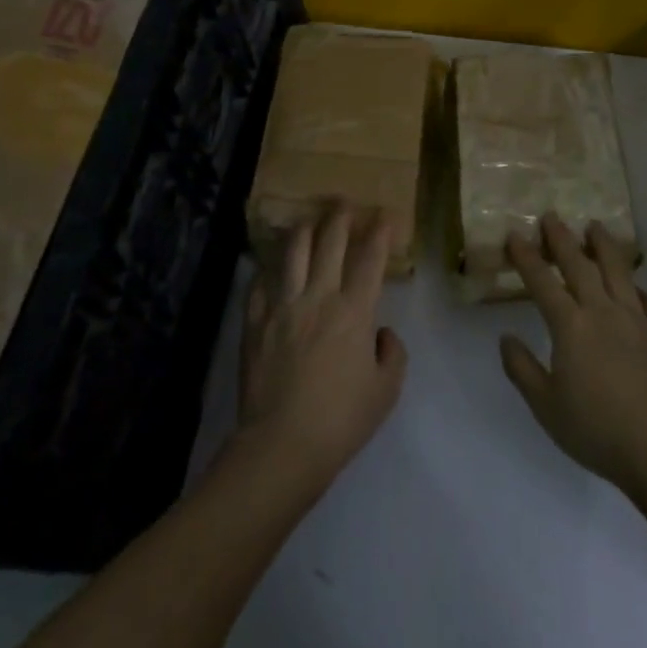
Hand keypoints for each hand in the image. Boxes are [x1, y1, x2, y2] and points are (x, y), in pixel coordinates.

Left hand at [235, 205, 407, 491]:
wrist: (282, 445)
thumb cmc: (341, 421)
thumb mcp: (386, 391)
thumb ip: (392, 353)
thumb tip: (380, 332)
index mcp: (354, 311)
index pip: (371, 258)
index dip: (380, 231)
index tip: (385, 214)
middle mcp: (318, 297)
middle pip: (329, 241)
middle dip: (340, 215)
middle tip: (345, 201)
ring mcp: (282, 306)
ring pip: (292, 251)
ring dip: (305, 228)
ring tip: (310, 219)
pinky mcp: (254, 321)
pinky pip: (260, 282)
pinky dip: (269, 267)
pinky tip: (273, 264)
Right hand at [499, 213, 646, 491]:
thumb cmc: (595, 429)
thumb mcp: (545, 406)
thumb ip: (522, 369)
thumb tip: (506, 338)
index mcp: (571, 326)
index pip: (542, 281)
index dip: (526, 257)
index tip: (515, 235)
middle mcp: (603, 311)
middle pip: (580, 265)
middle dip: (562, 238)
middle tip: (551, 216)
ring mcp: (637, 319)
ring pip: (618, 271)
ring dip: (603, 246)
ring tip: (595, 227)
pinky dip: (638, 289)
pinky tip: (636, 289)